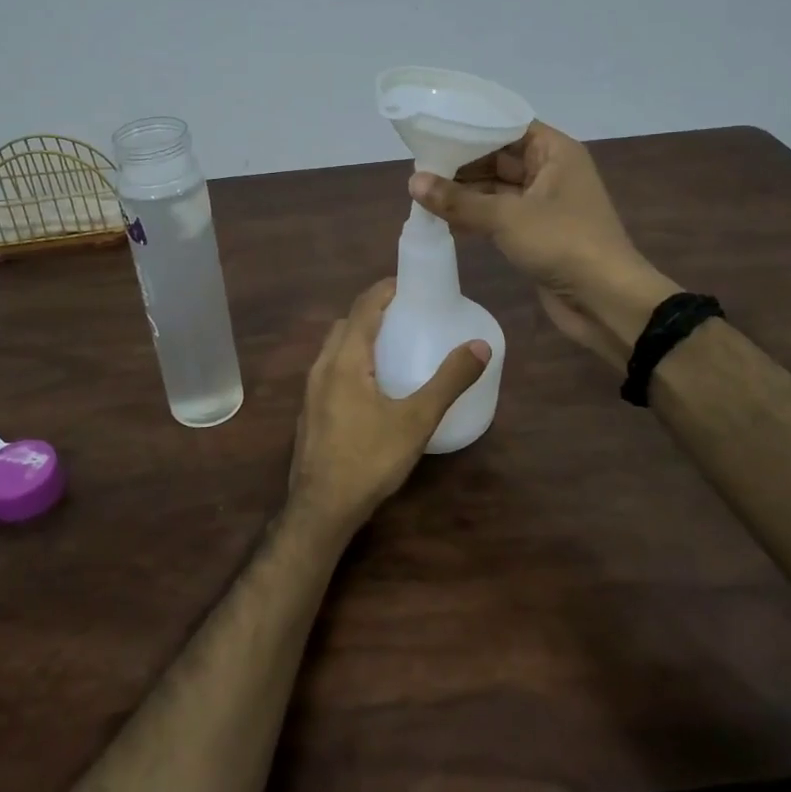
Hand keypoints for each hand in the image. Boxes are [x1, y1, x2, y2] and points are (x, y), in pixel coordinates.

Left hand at [289, 279, 488, 530]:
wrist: (321, 507)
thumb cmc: (369, 459)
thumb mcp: (416, 420)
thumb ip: (449, 381)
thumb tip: (480, 345)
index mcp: (345, 359)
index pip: (364, 307)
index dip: (385, 289)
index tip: (410, 283)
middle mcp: (322, 366)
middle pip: (346, 324)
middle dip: (373, 311)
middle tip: (406, 314)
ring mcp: (311, 390)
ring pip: (335, 348)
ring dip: (360, 337)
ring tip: (393, 345)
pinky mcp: (310, 411)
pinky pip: (331, 370)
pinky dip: (351, 360)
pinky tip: (373, 385)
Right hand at [408, 122, 677, 369]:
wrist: (605, 300)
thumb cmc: (562, 243)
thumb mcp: (506, 217)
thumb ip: (458, 200)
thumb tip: (412, 181)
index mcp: (554, 152)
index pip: (507, 126)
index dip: (472, 126)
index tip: (433, 128)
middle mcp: (550, 171)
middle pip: (498, 157)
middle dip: (461, 162)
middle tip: (418, 164)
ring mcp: (542, 204)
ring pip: (496, 188)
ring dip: (464, 192)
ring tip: (421, 191)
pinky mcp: (535, 232)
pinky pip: (498, 215)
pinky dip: (474, 215)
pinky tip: (442, 220)